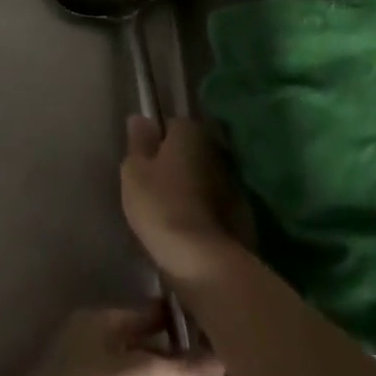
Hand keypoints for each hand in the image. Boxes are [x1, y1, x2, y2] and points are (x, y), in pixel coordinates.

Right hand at [121, 115, 242, 285]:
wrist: (201, 257)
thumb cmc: (160, 204)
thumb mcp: (134, 172)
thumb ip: (138, 143)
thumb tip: (140, 118)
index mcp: (190, 132)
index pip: (172, 124)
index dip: (157, 141)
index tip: (144, 161)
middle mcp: (215, 148)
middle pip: (191, 148)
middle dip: (177, 160)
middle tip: (155, 183)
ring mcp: (232, 179)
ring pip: (204, 174)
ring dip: (192, 183)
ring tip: (170, 205)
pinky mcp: (240, 209)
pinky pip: (215, 199)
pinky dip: (204, 205)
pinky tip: (188, 223)